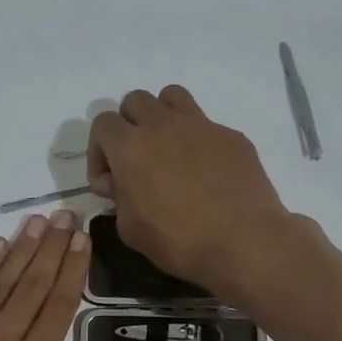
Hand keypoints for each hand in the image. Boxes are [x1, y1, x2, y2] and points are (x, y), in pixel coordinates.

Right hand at [88, 85, 293, 296]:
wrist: (242, 243)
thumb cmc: (178, 241)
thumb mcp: (130, 229)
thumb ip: (118, 198)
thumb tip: (119, 183)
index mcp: (131, 147)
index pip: (103, 123)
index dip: (98, 151)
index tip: (109, 182)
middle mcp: (163, 125)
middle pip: (135, 101)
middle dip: (128, 126)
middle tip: (135, 160)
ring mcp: (202, 126)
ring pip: (172, 97)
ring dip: (162, 117)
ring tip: (167, 150)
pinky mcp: (231, 136)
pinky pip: (206, 125)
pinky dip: (197, 141)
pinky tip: (205, 173)